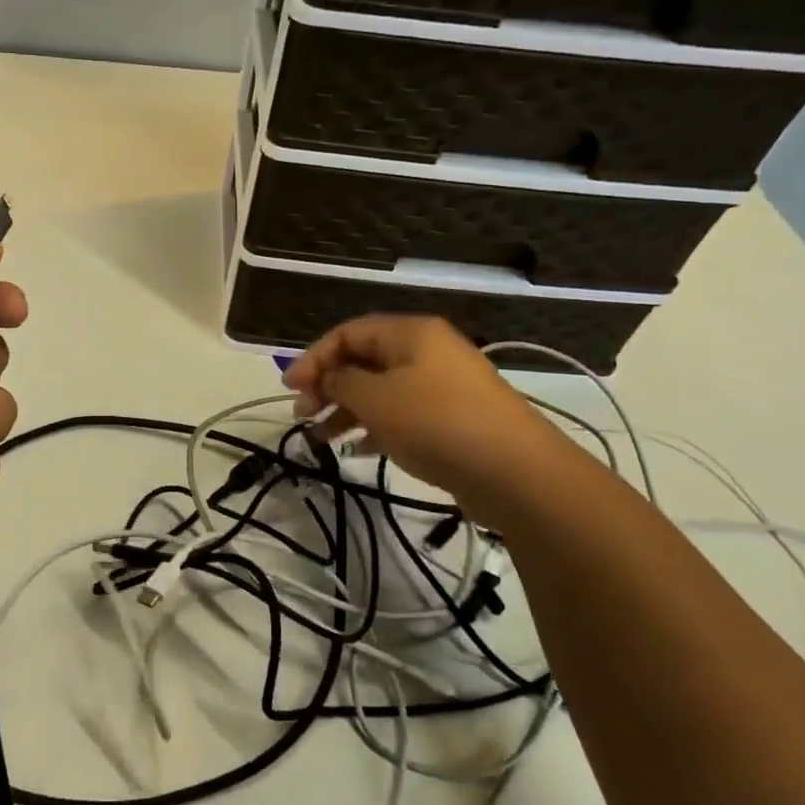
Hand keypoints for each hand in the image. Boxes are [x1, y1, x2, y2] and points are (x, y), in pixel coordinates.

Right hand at [281, 315, 560, 516]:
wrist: (514, 471)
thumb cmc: (436, 422)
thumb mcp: (375, 399)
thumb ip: (340, 383)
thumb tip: (327, 378)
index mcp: (410, 334)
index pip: (348, 333)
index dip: (313, 357)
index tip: (290, 387)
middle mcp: (427, 352)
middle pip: (363, 360)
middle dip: (328, 385)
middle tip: (303, 414)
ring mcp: (442, 386)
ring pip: (380, 389)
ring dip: (346, 409)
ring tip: (321, 437)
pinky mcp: (451, 418)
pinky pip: (401, 413)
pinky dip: (375, 426)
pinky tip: (357, 449)